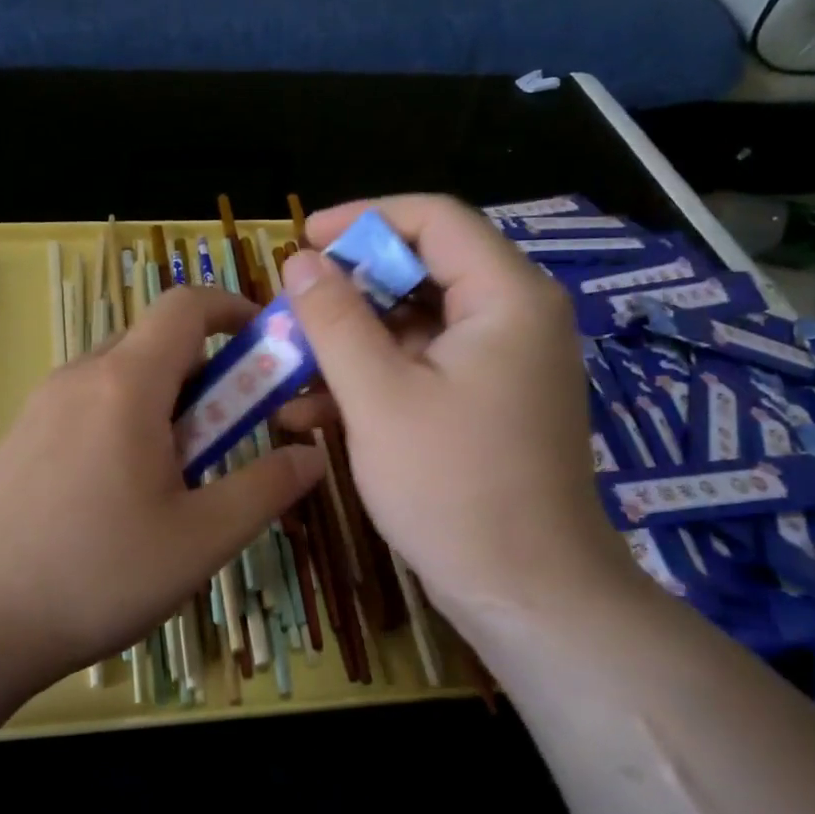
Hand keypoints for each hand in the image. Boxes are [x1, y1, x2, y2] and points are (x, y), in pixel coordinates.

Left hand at [0, 284, 325, 690]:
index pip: (185, 305)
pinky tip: (123, 496)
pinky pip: (88, 406)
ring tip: (180, 477)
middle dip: (208, 373)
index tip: (266, 347)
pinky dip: (126, 423)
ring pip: (122, 377)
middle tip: (232, 435)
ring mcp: (41, 406)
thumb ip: (265, 489)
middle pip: (156, 343)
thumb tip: (312, 455)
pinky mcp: (20, 439)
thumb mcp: (201, 539)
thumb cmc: (96, 574)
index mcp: (126, 383)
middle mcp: (79, 377)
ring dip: (166, 405)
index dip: (233, 310)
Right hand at [279, 195, 631, 621]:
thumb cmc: (453, 487)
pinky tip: (313, 411)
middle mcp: (514, 317)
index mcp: (506, 297)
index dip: (362, 220)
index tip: (302, 241)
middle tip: (290, 309)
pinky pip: (424, 368)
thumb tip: (300, 261)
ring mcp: (503, 364)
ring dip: (351, 341)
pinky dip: (373, 378)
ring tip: (288, 366)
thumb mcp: (378, 396)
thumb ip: (334, 319)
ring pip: (415, 325)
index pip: (433, 219)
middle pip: (422, 271)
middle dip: (349, 290)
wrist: (526, 594)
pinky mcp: (487, 403)